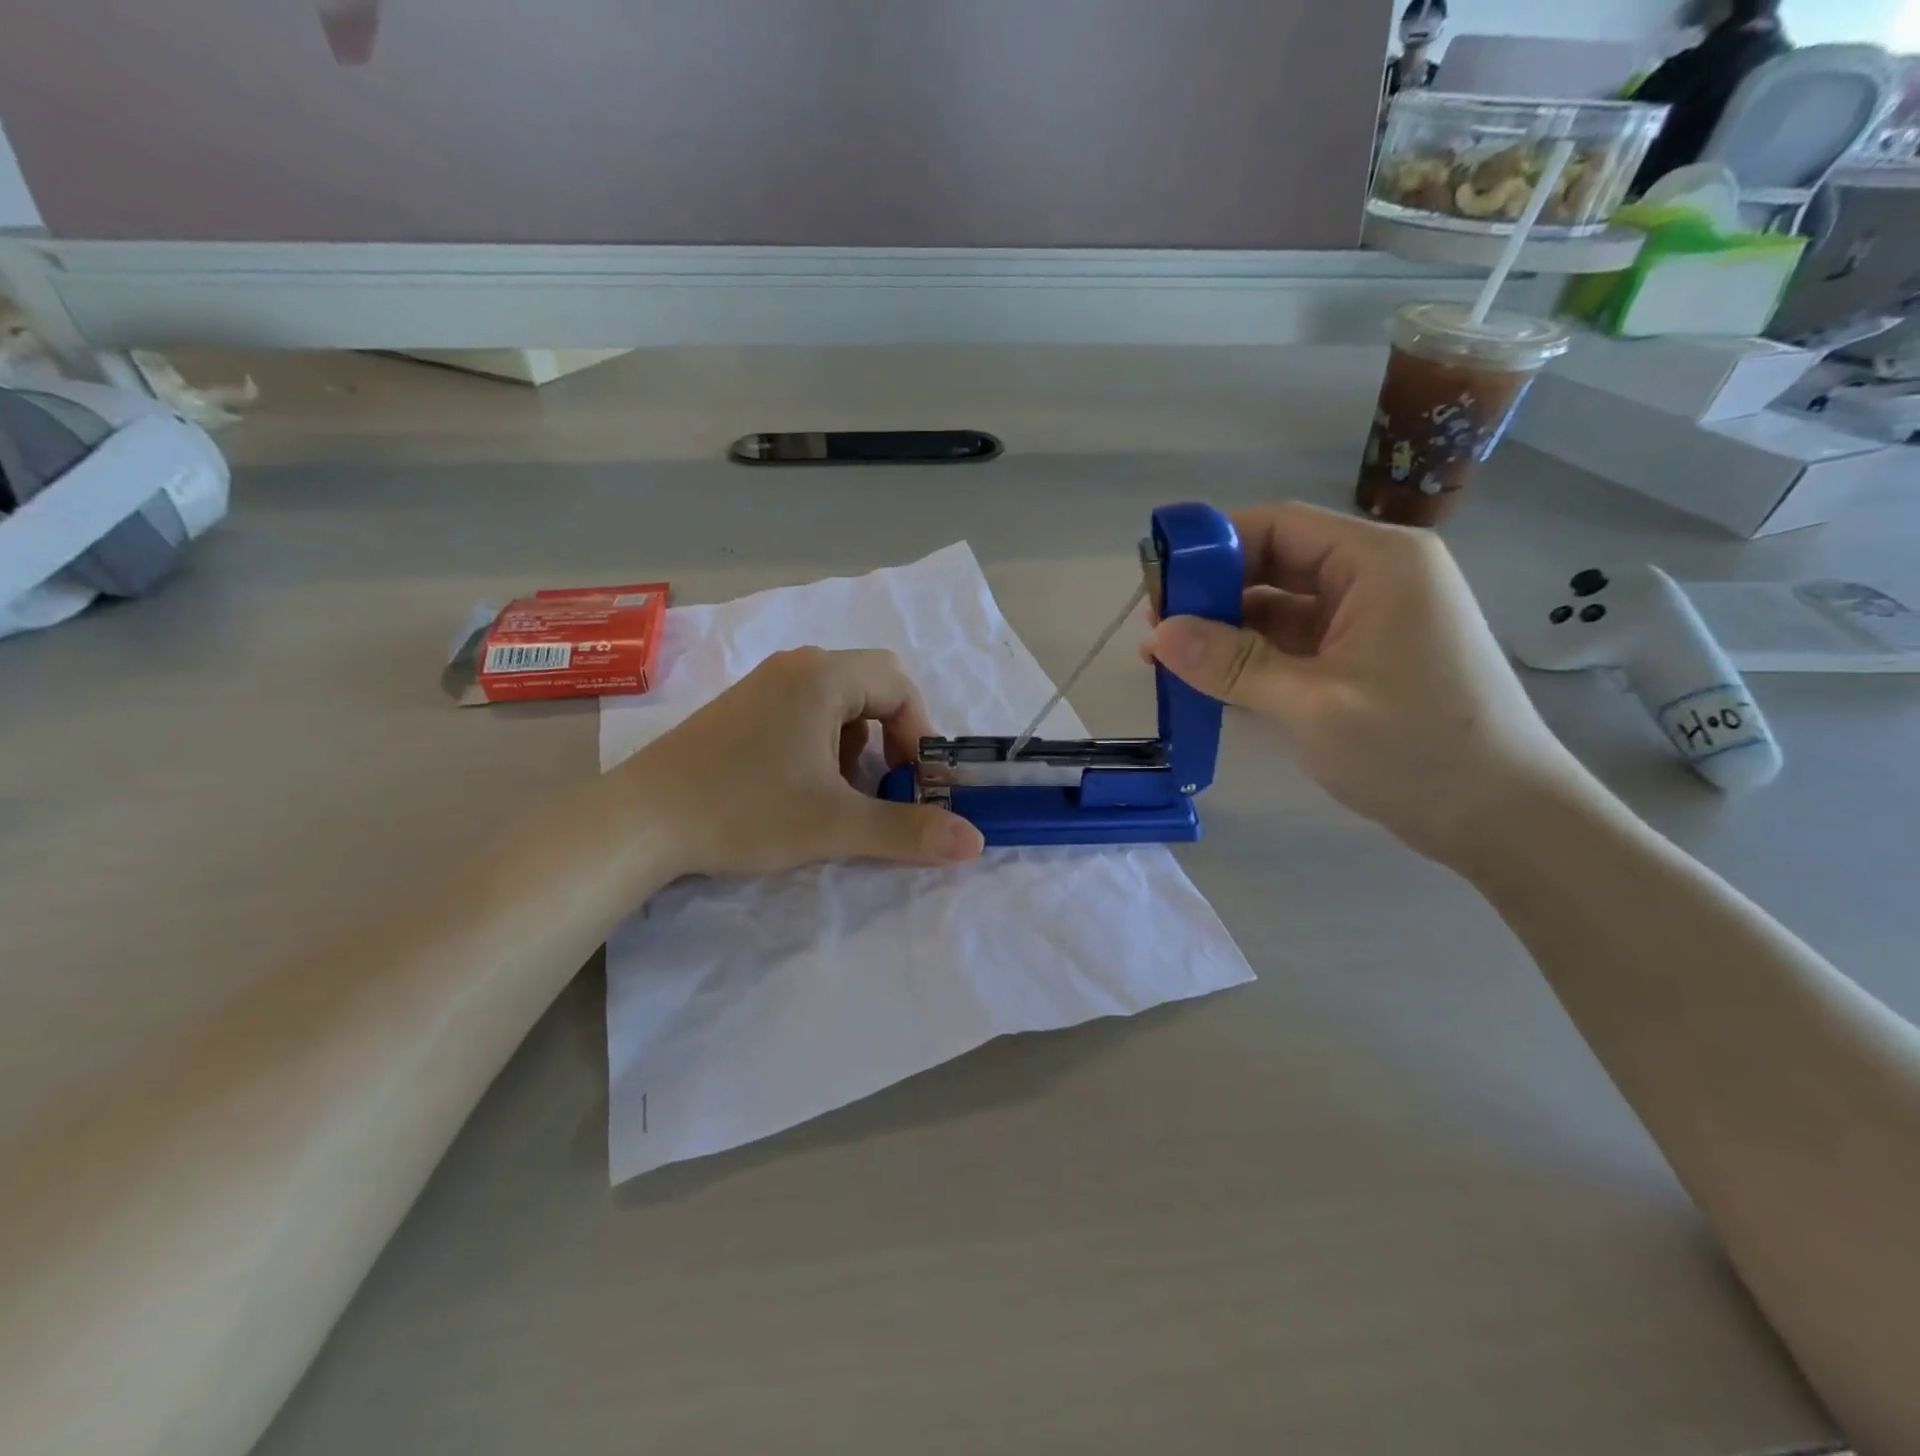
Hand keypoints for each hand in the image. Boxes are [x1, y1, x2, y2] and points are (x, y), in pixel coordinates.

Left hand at [613, 647, 985, 879]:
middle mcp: (796, 666)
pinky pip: (803, 710)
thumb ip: (909, 831)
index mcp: (823, 676)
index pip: (900, 685)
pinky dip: (821, 743)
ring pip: (837, 701)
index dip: (920, 734)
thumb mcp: (835, 825)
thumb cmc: (744, 810)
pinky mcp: (740, 707)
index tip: (914, 783)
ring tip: (837, 793)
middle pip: (871, 687)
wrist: (639, 821)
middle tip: (882, 786)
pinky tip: (798, 785)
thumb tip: (976, 841)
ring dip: (855, 744)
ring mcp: (763, 683)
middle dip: (889, 739)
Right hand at [1146, 502, 1581, 861]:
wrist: (1504, 819)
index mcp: (1378, 562)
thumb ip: (1231, 664)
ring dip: (1227, 631)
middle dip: (1212, 594)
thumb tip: (1159, 635)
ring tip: (1171, 662)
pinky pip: (1295, 643)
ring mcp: (1371, 621)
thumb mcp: (1311, 704)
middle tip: (1157, 634)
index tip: (1159, 589)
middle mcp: (1375, 578)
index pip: (1277, 526)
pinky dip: (1253, 658)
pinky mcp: (1363, 660)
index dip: (1211, 549)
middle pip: (1275, 563)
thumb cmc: (1416, 749)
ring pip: (1280, 607)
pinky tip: (1212, 682)